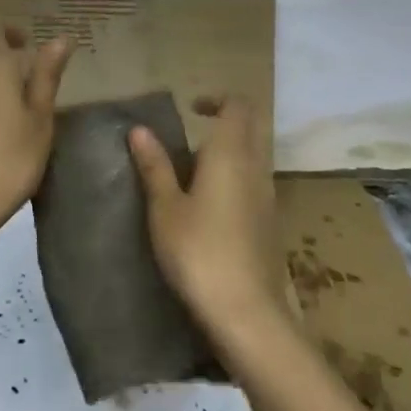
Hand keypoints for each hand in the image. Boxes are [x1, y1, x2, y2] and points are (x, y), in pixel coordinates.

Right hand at [128, 95, 283, 334]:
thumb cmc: (199, 252)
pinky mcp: (270, 221)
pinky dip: (236, 177)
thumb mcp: (165, 209)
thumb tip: (139, 130)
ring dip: (230, 151)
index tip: (191, 109)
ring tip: (192, 171)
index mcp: (231, 154)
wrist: (246, 312)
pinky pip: (255, 181)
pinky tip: (209, 204)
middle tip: (192, 134)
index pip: (238, 106)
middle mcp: (256, 167)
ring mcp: (268, 195)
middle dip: (225, 121)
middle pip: (252, 126)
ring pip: (255, 155)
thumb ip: (155, 167)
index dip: (217, 99)